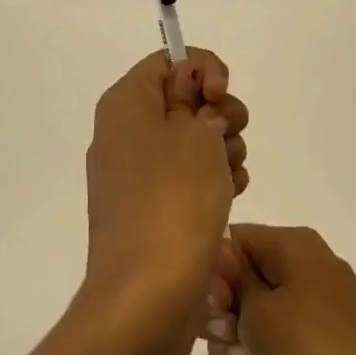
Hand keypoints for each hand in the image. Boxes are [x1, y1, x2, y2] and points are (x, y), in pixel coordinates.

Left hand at [83, 50, 249, 338]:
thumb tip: (194, 102)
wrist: (148, 293)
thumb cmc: (173, 199)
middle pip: (185, 100)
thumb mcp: (195, 133)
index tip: (221, 95)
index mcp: (125, 104)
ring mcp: (139, 174)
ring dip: (224, 152)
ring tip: (229, 180)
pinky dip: (215, 182)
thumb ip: (198, 98)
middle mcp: (126, 133)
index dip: (203, 69)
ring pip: (195, 141)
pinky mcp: (155, 208)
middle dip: (220, 114)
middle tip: (228, 138)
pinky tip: (229, 199)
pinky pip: (191, 178)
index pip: (167, 61)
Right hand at [202, 225, 355, 354]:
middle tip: (231, 342)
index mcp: (295, 247)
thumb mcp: (258, 311)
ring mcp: (316, 319)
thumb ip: (229, 281)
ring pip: (254, 326)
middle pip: (242, 283)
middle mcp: (308, 274)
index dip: (213, 273)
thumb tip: (221, 258)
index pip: (233, 240)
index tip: (211, 307)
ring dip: (242, 351)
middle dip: (225, 317)